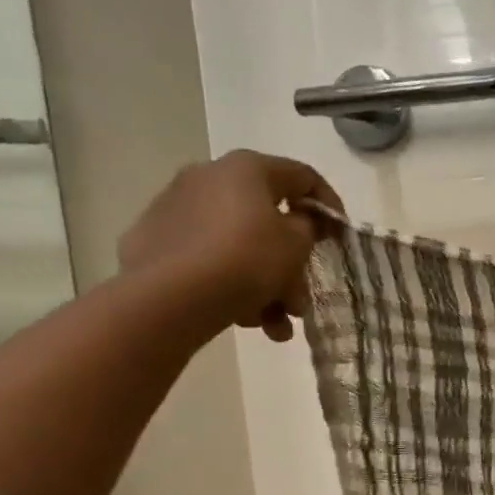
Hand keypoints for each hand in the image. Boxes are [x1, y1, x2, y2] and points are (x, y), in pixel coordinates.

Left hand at [119, 150, 341, 341]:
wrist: (167, 298)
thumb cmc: (246, 259)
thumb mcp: (297, 243)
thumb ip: (308, 226)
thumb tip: (298, 222)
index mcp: (246, 168)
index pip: (303, 177)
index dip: (330, 206)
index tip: (341, 238)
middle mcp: (208, 178)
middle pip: (268, 219)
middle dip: (292, 264)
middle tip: (302, 297)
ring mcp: (175, 210)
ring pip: (239, 246)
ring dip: (266, 285)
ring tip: (276, 325)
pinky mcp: (153, 243)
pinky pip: (208, 259)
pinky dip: (231, 284)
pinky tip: (245, 319)